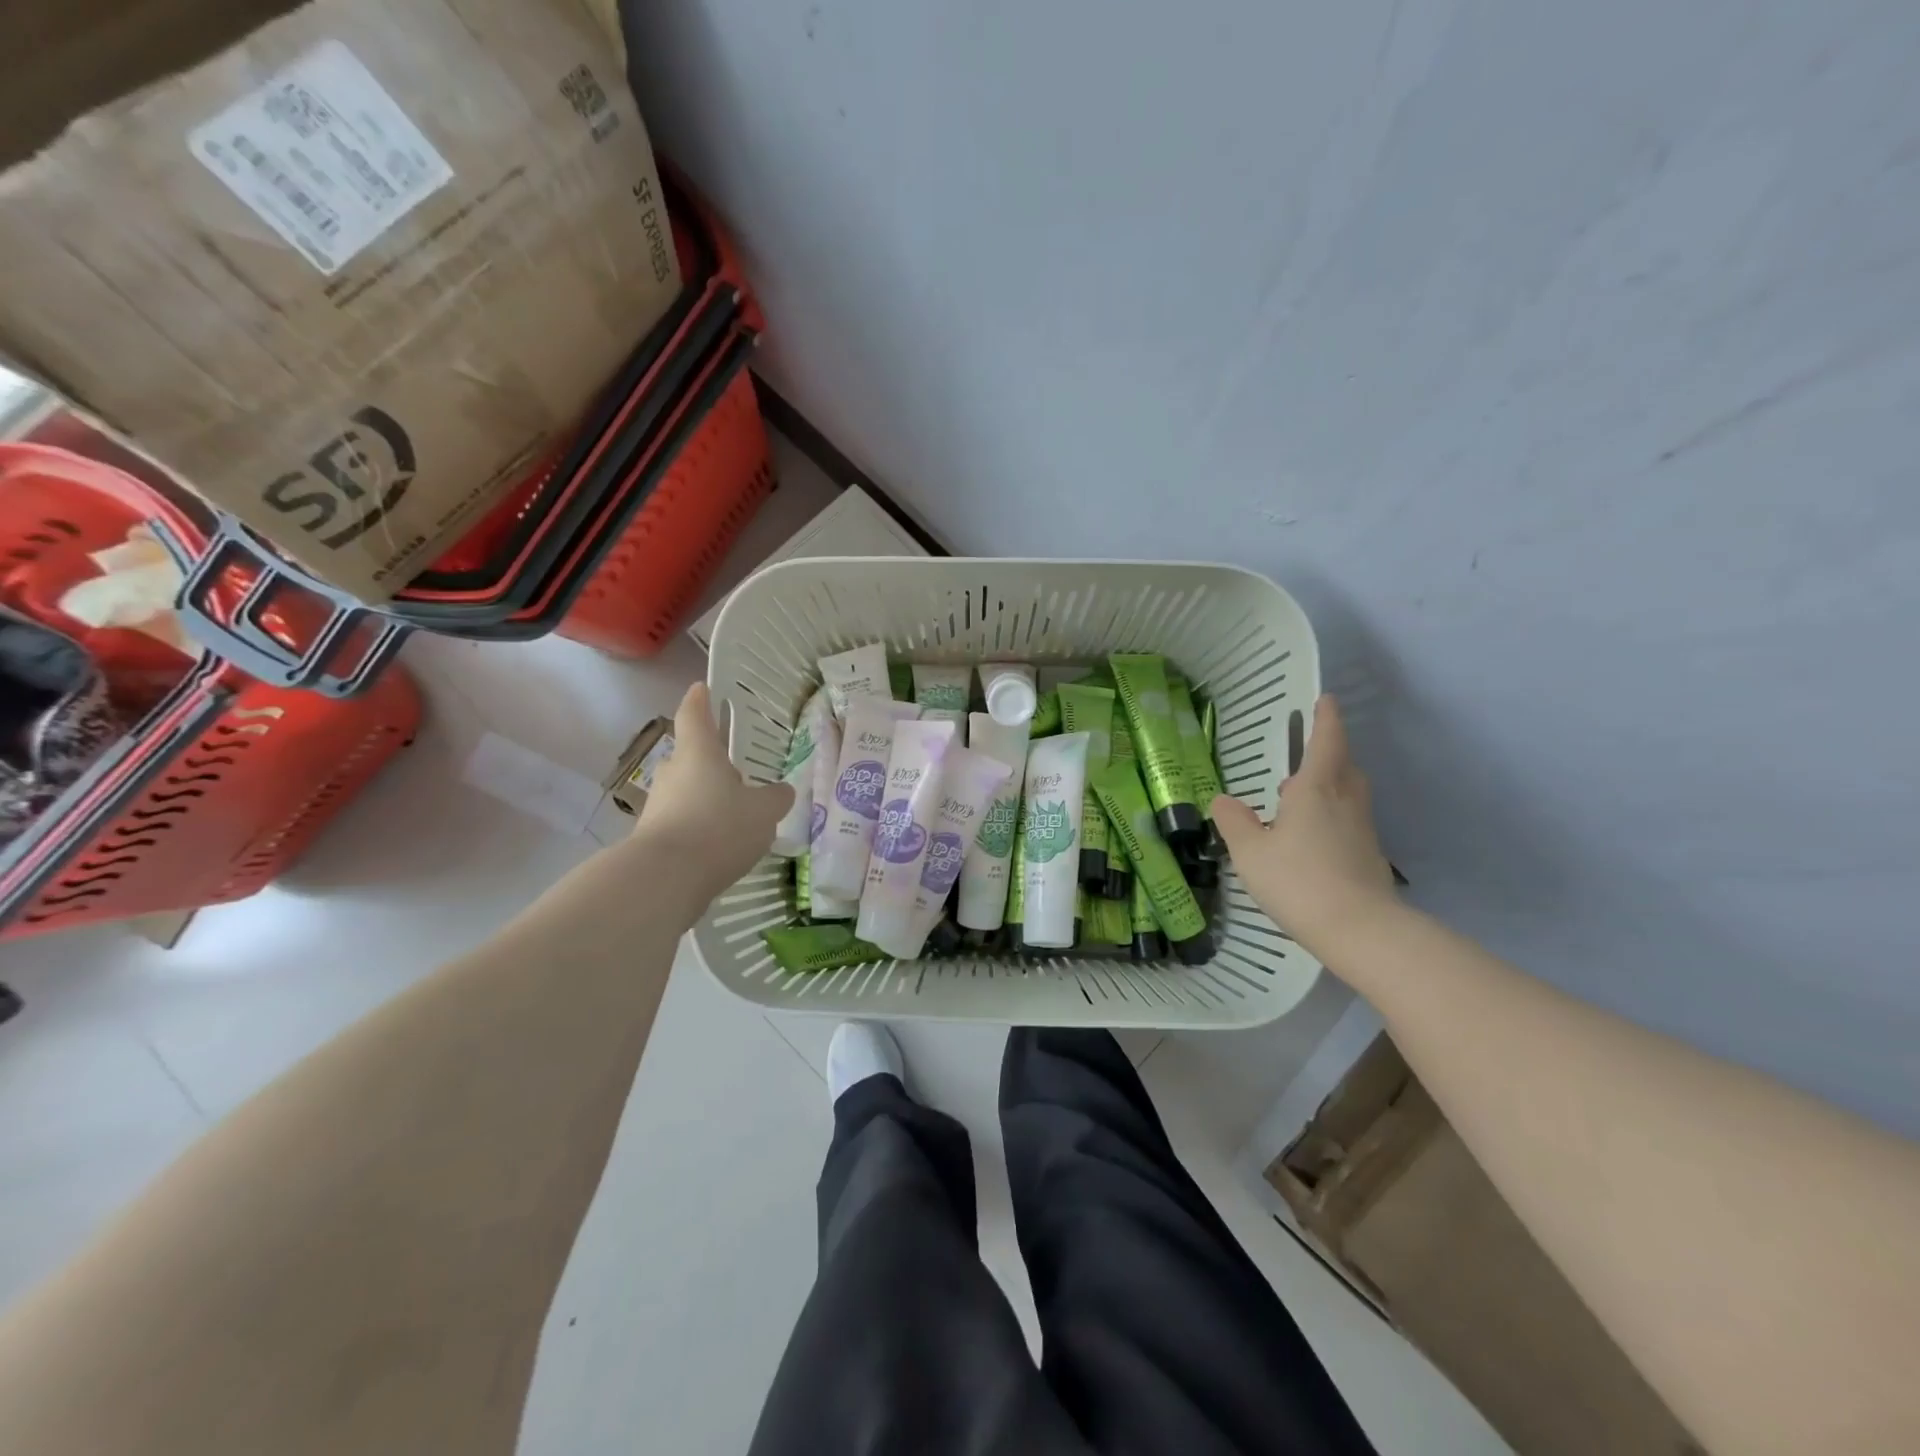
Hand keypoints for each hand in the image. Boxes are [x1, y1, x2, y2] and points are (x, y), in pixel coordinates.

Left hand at [636, 684, 793, 894]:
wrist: (665, 879)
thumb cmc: (718, 828)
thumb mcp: (764, 812)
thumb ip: (776, 798)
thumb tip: (782, 791)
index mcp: (699, 753)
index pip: (695, 714)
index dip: (699, 699)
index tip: (701, 687)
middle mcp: (674, 772)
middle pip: (690, 757)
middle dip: (710, 761)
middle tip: (736, 770)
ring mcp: (659, 805)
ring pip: (686, 791)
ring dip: (707, 798)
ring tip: (736, 816)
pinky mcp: (653, 837)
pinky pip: (682, 822)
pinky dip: (700, 828)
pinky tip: (721, 847)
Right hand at [1212, 694, 1395, 957]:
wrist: (1360, 930)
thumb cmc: (1299, 881)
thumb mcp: (1250, 852)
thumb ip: (1235, 822)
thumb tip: (1223, 800)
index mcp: (1316, 790)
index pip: (1326, 742)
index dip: (1326, 719)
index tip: (1326, 699)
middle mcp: (1344, 802)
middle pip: (1344, 766)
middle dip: (1329, 754)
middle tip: (1306, 755)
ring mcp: (1362, 830)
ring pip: (1349, 795)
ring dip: (1330, 786)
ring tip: (1299, 799)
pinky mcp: (1369, 856)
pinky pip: (1350, 822)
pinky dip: (1333, 818)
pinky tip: (1311, 840)